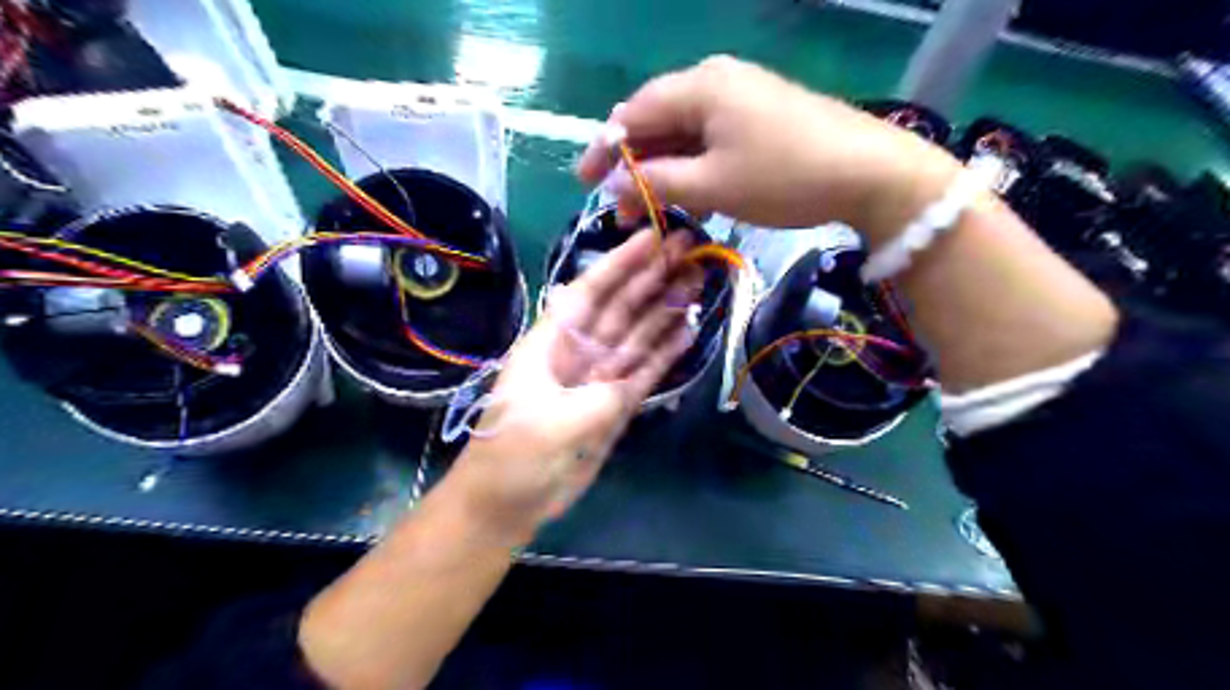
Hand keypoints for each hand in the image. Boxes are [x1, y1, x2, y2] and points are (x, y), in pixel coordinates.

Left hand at [450, 228, 701, 545]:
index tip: (650, 237)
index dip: (619, 264)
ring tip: (697, 280)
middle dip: (651, 277)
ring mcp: (600, 378)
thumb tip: (629, 383)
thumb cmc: (513, 457)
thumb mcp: (551, 425)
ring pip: (637, 335)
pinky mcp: (615, 404)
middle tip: (688, 249)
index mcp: (551, 343)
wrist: (506, 502)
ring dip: (666, 309)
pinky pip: (645, 371)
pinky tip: (689, 329)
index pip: (589, 292)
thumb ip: (598, 400)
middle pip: (620, 307)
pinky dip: (666, 352)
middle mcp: (578, 352)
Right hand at [578, 53, 958, 237]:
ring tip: (654, 207)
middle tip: (620, 205)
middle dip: (634, 164)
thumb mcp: (712, 185)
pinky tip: (694, 194)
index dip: (604, 149)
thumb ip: (656, 182)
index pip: (633, 113)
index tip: (584, 183)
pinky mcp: (760, 117)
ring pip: (685, 133)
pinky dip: (694, 166)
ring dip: (665, 170)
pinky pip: (712, 138)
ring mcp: (741, 97)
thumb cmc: (783, 177)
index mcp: (699, 87)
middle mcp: (716, 81)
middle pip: (658, 120)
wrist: (868, 172)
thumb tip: (616, 184)